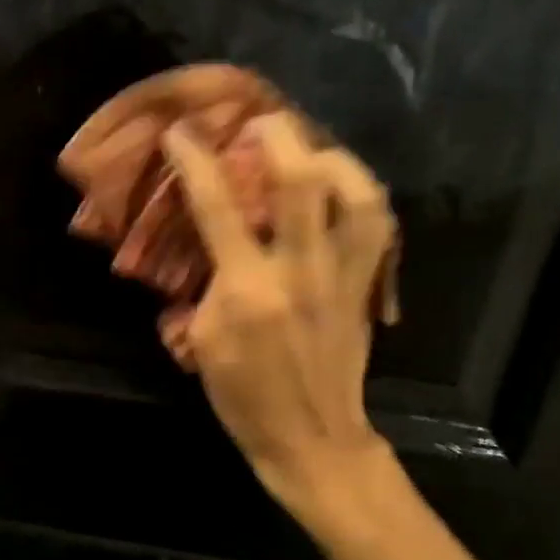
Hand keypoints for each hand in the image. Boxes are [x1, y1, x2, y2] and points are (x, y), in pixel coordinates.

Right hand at [162, 113, 397, 528]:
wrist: (312, 439)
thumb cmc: (244, 397)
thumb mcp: (201, 343)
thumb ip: (205, 286)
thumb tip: (208, 243)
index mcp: (248, 289)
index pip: (217, 208)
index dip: (195, 161)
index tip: (182, 133)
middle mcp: (300, 270)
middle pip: (300, 181)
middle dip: (278, 136)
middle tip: (259, 120)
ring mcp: (341, 275)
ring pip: (355, 194)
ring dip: (331, 157)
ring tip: (309, 146)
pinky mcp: (365, 284)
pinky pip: (377, 225)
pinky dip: (361, 192)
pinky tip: (343, 185)